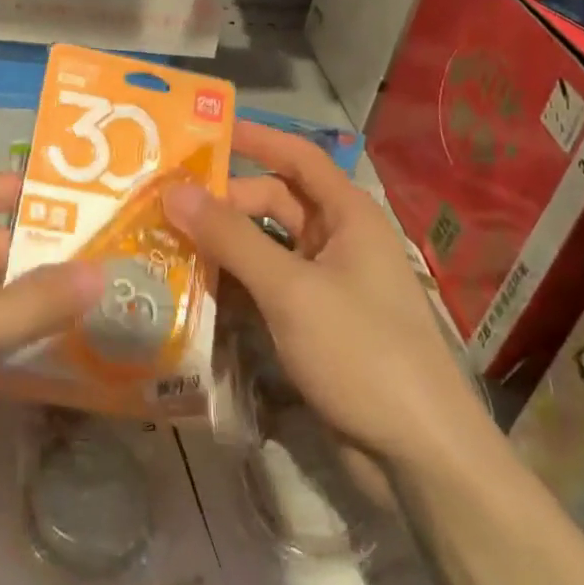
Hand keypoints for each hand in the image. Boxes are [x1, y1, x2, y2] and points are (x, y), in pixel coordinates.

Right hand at [167, 123, 488, 472]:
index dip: (255, 139)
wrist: (418, 456)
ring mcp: (326, 284)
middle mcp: (337, 241)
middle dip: (224, 201)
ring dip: (223, 244)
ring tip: (165, 240)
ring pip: (266, 248)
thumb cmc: (361, 351)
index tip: (204, 129)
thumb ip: (230, 238)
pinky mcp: (313, 324)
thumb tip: (174, 190)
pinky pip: (266, 287)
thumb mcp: (290, 289)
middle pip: (273, 203)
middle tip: (165, 203)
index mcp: (347, 215)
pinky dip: (234, 284)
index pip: (297, 157)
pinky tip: (193, 288)